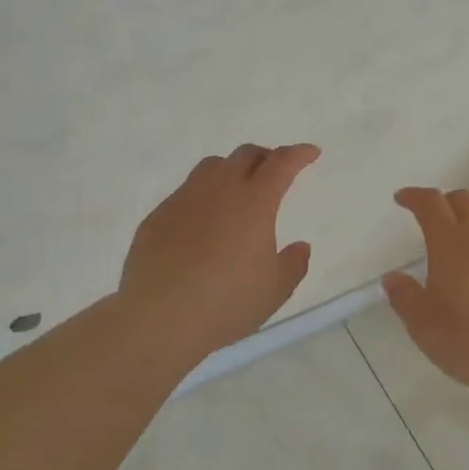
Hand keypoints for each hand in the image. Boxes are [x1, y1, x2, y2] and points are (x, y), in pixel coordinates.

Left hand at [120, 143, 320, 355]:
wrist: (158, 316)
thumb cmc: (227, 302)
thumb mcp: (275, 290)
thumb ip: (294, 264)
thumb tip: (300, 246)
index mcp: (255, 202)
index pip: (282, 163)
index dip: (299, 154)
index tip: (311, 152)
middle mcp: (219, 189)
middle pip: (245, 155)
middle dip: (266, 157)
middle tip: (275, 171)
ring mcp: (184, 199)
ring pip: (211, 167)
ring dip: (231, 170)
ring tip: (237, 190)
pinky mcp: (157, 216)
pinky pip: (185, 193)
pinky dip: (202, 197)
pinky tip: (201, 224)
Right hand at [382, 188, 468, 391]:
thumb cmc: (465, 338)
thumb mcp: (421, 323)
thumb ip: (404, 295)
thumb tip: (393, 278)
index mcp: (450, 241)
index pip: (430, 203)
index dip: (414, 196)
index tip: (403, 199)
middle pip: (464, 200)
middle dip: (446, 203)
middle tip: (436, 219)